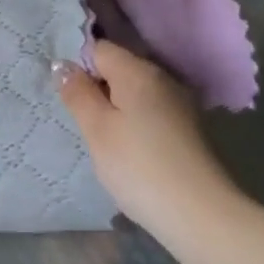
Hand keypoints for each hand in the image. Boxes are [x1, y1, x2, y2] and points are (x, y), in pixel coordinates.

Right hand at [56, 41, 239, 241]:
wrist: (200, 215)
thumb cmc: (138, 167)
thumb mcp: (97, 130)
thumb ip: (77, 93)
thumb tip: (62, 65)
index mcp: (138, 71)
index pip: (99, 49)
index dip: (78, 66)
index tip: (68, 97)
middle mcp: (162, 78)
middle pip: (119, 68)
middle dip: (97, 88)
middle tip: (81, 122)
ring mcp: (179, 103)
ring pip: (135, 92)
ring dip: (115, 108)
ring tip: (103, 140)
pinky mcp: (188, 128)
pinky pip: (151, 112)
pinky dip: (135, 123)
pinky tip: (129, 151)